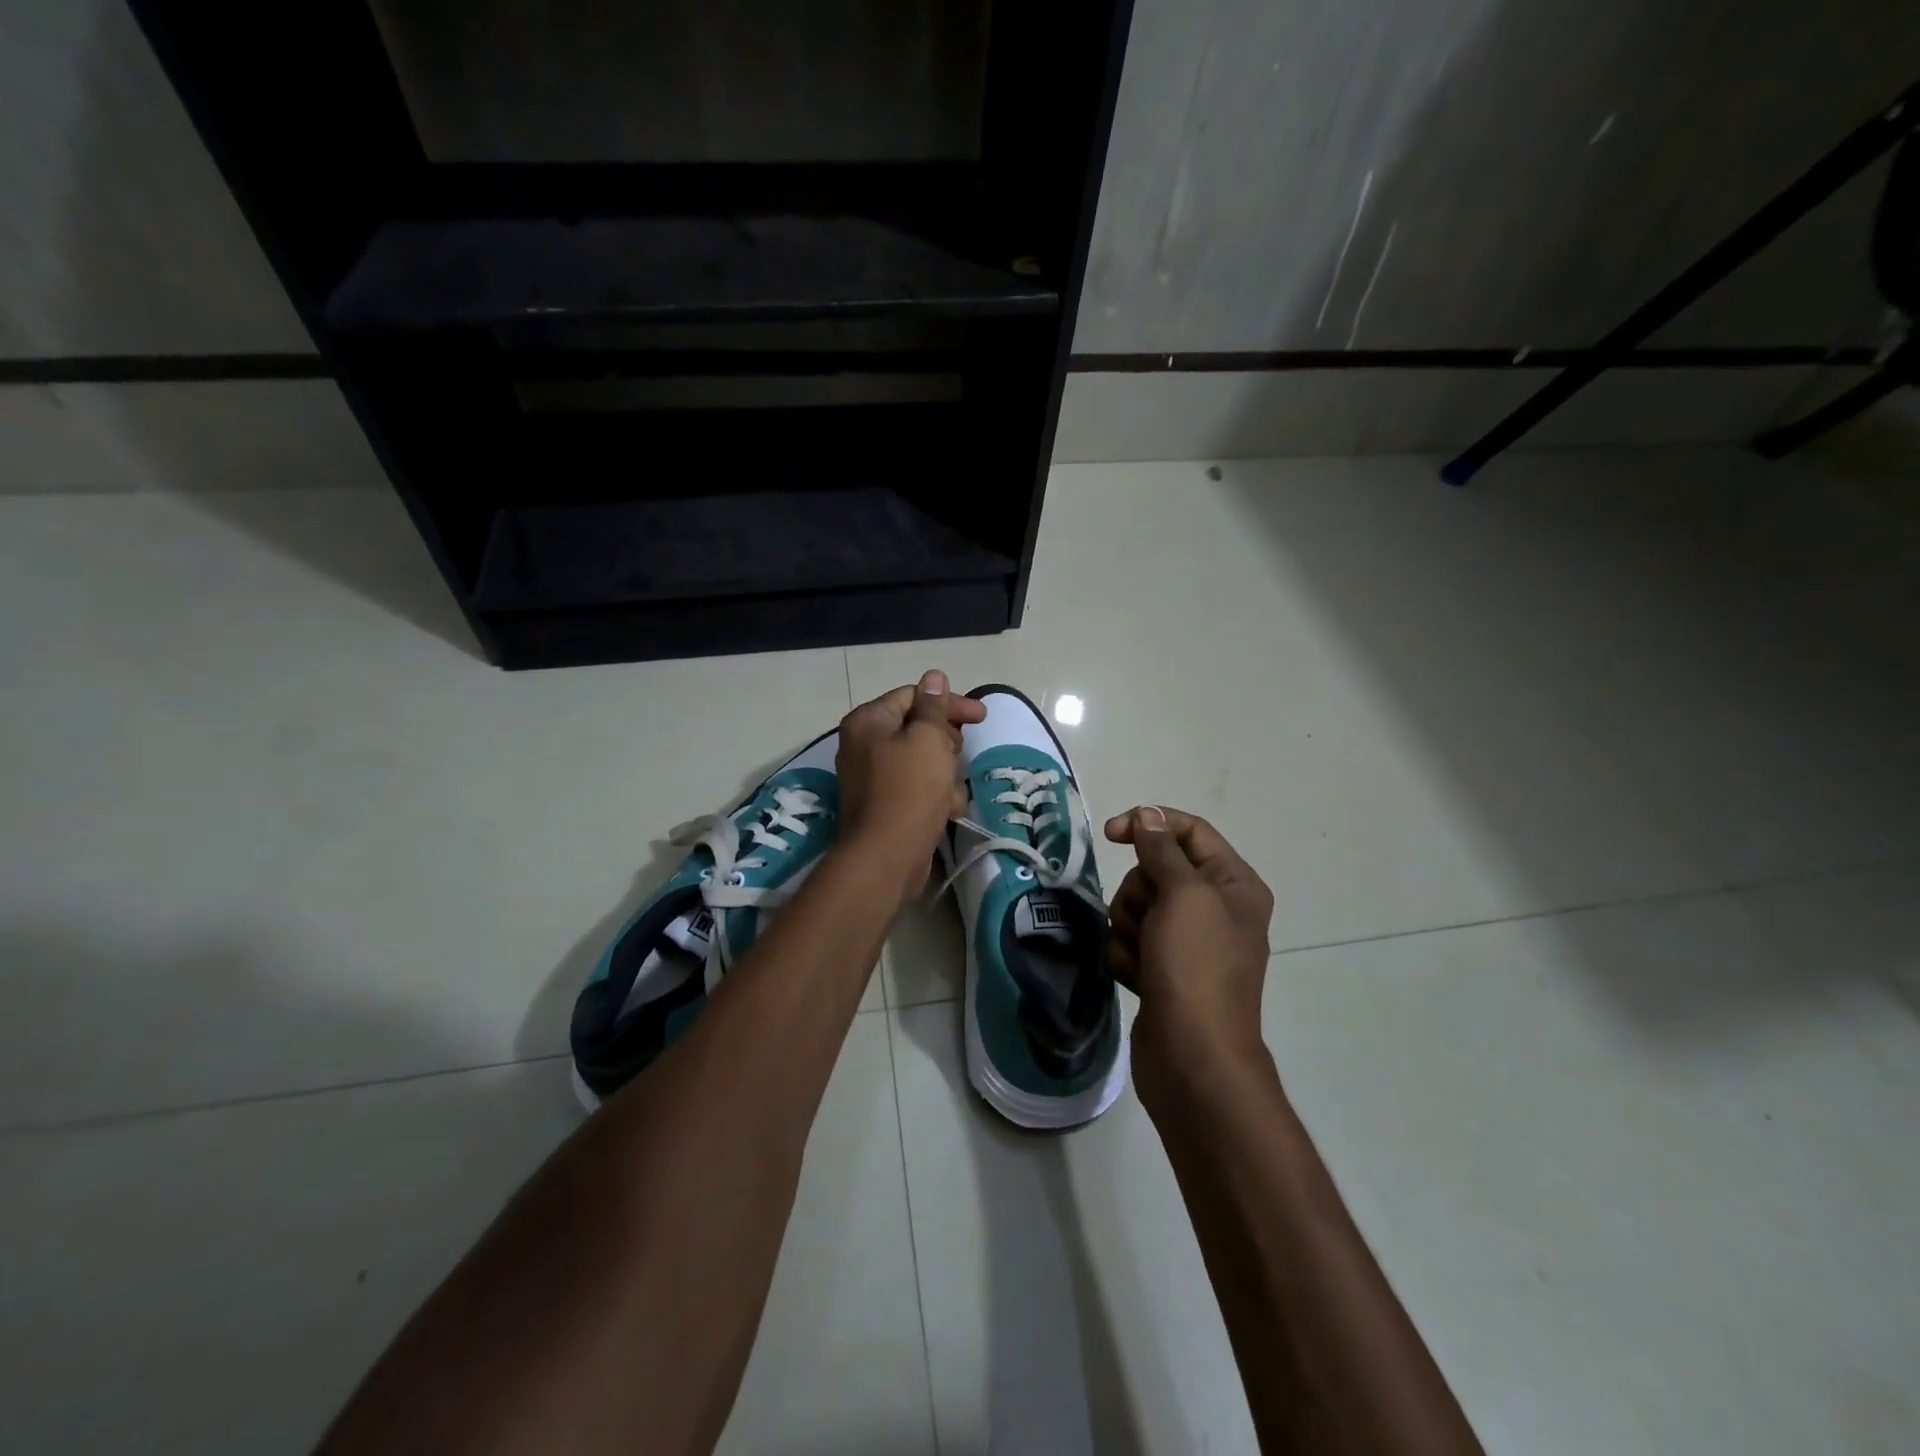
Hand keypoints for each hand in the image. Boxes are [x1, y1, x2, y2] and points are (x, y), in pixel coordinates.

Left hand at [836, 671, 986, 887]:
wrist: (886, 858)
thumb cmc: (909, 790)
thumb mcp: (928, 740)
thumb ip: (934, 707)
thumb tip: (934, 677)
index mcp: (869, 721)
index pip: (914, 696)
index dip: (950, 704)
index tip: (982, 717)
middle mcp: (864, 745)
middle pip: (918, 729)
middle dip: (946, 744)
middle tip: (955, 757)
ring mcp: (873, 777)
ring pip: (923, 761)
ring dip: (945, 775)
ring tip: (950, 793)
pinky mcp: (885, 805)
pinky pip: (917, 788)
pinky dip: (935, 797)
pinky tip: (947, 812)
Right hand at [1104, 807, 1274, 1102]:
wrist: (1194, 1059)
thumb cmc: (1196, 968)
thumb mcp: (1184, 895)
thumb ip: (1162, 849)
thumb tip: (1148, 815)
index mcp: (1233, 884)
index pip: (1189, 831)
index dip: (1149, 824)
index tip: (1110, 834)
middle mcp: (1214, 908)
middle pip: (1156, 871)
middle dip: (1139, 893)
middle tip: (1150, 922)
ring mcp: (1188, 942)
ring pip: (1136, 907)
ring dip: (1129, 929)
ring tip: (1145, 959)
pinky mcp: (1163, 970)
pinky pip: (1130, 942)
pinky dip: (1127, 957)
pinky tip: (1139, 980)